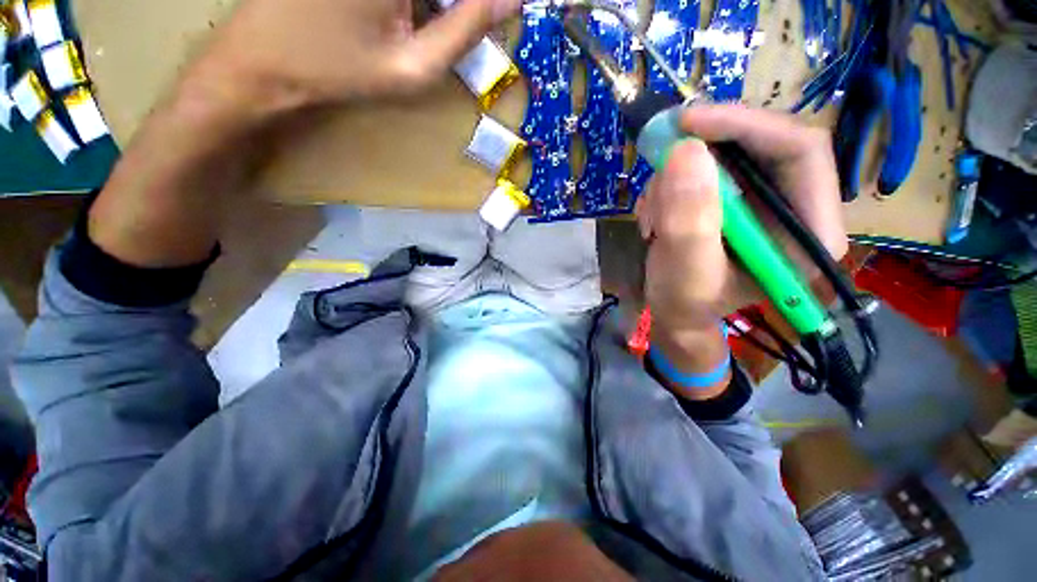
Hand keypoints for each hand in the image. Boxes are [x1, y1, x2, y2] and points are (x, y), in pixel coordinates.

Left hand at [184, 0, 521, 114]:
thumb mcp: (414, 67)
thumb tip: (512, 0)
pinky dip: (415, 6)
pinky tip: (404, 19)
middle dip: (458, 7)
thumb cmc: (340, 70)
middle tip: (446, 30)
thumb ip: (466, 31)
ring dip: (437, 7)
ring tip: (414, 32)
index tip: (495, 17)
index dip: (481, 5)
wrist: (263, 60)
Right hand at [636, 105, 847, 335]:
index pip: (801, 151)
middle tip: (658, 158)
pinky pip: (701, 169)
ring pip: (722, 155)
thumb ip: (689, 221)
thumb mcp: (685, 272)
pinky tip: (655, 215)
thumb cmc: (685, 305)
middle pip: (760, 144)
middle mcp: (794, 206)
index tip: (688, 124)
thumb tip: (684, 151)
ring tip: (653, 217)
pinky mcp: (732, 198)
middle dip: (703, 152)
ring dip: (676, 178)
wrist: (673, 312)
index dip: (746, 126)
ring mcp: (760, 200)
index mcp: (809, 232)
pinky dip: (670, 185)